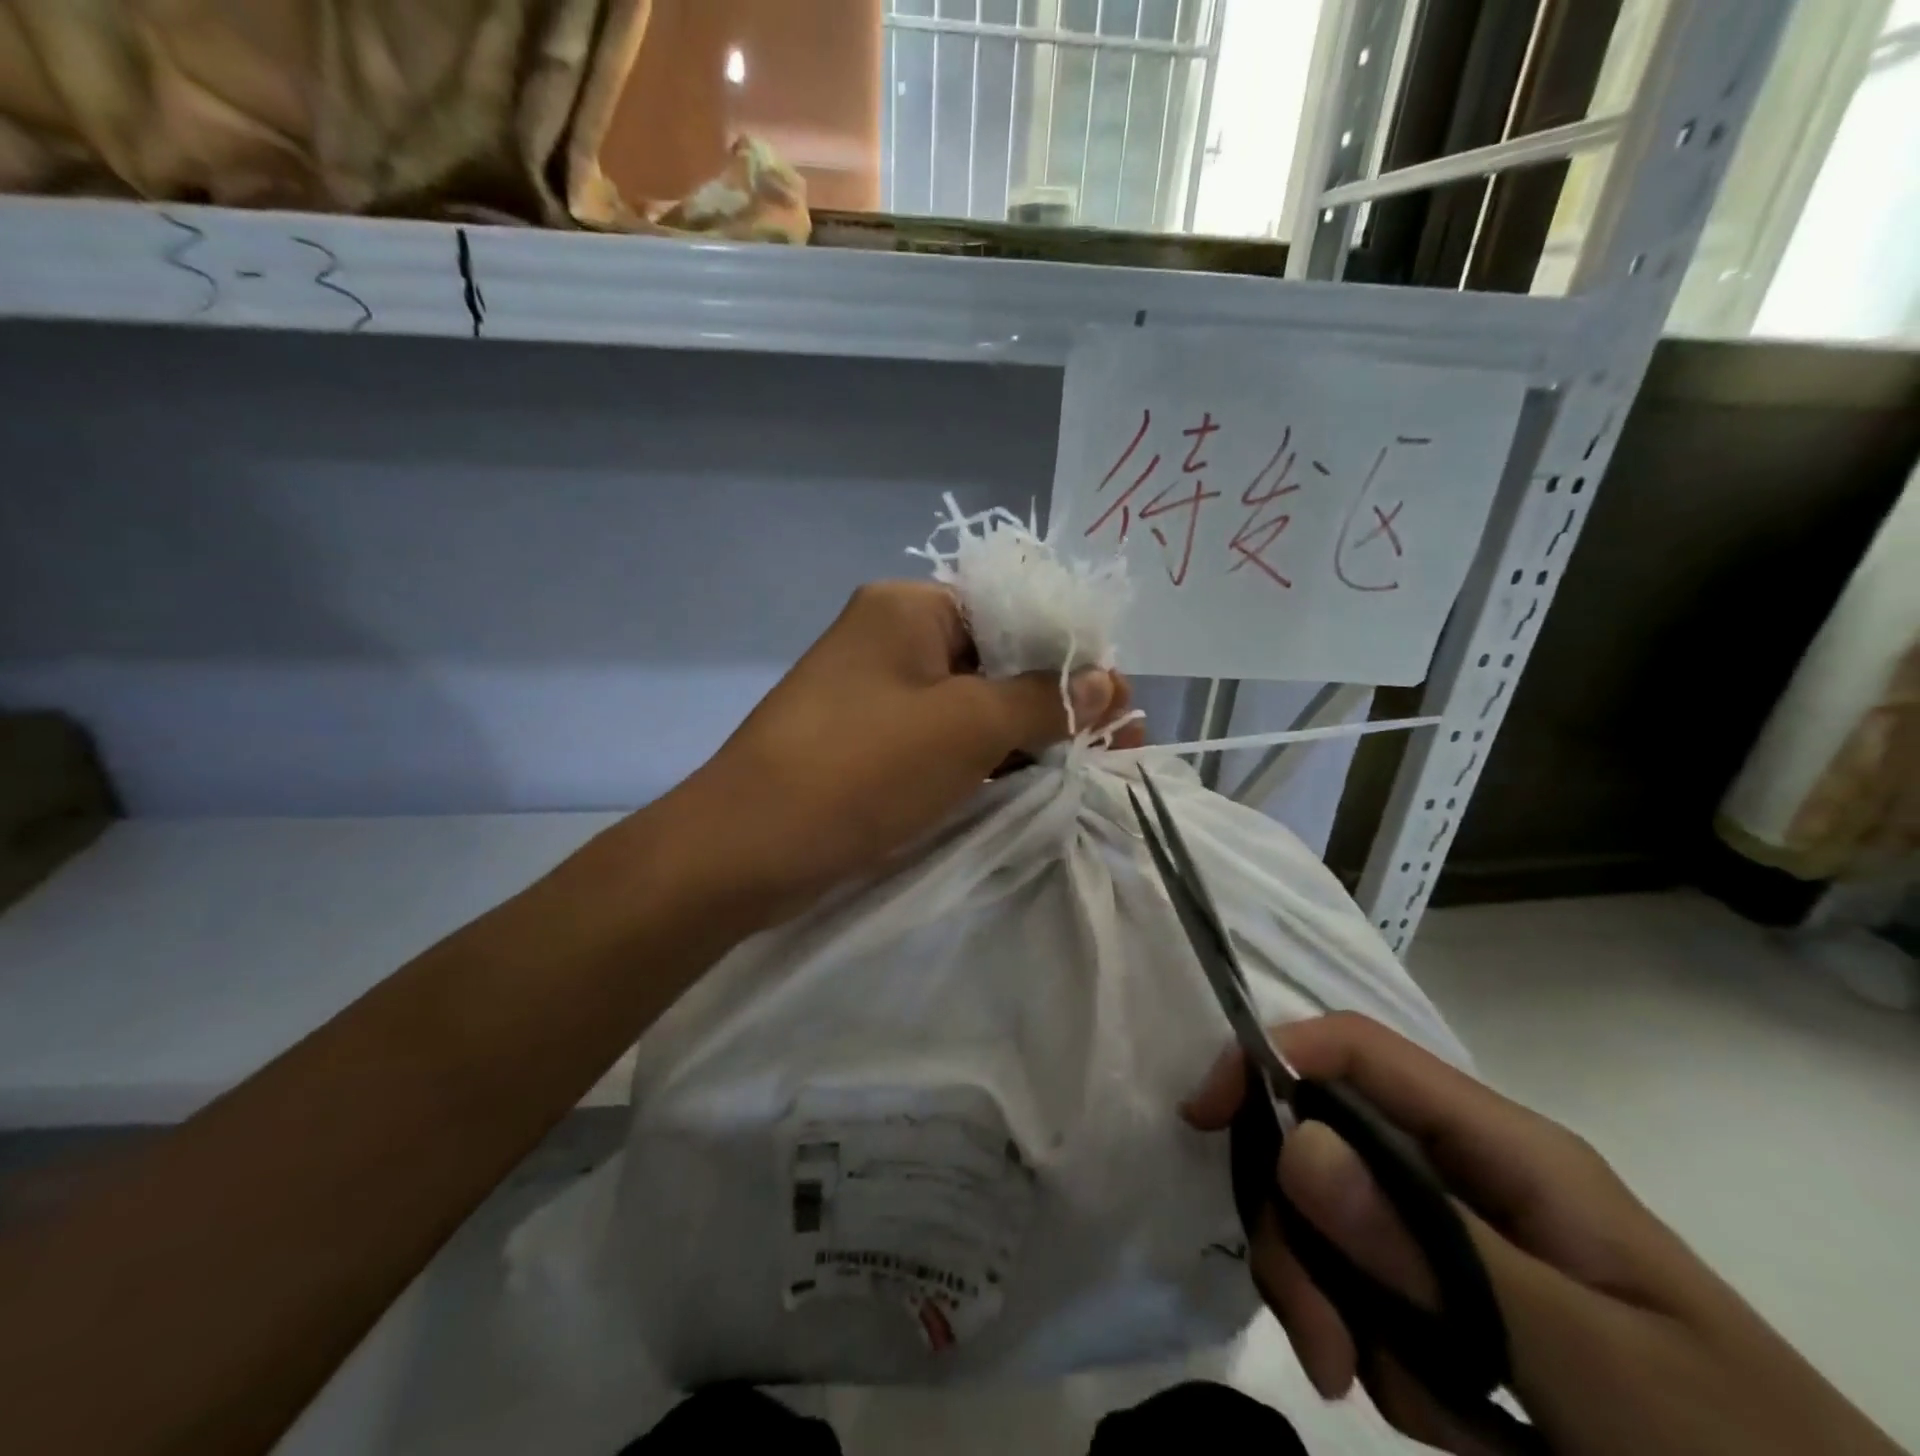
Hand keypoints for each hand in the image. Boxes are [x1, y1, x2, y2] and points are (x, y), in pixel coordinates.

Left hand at [672, 581, 1142, 922]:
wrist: (744, 849)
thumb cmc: (861, 769)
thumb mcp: (967, 727)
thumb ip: (1042, 699)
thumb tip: (1106, 681)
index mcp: (910, 608)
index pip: (1015, 613)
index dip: (1073, 657)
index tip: (1120, 707)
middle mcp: (892, 638)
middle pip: (996, 660)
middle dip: (1056, 703)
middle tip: (1114, 748)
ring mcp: (878, 693)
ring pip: (971, 704)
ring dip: (1024, 735)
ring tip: (1085, 770)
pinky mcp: (870, 743)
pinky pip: (942, 739)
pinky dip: (984, 759)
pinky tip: (1029, 784)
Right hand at [1183, 1014, 1899, 1455]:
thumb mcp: (1588, 1364)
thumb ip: (1437, 1252)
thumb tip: (1293, 1143)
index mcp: (1504, 1147)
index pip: (1357, 1051)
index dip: (1270, 1057)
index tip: (1204, 1118)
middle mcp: (1470, 1172)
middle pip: (1326, 1147)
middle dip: (1303, 1237)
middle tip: (1325, 1348)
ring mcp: (1463, 1237)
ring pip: (1340, 1230)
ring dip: (1351, 1315)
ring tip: (1429, 1418)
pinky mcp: (1460, 1299)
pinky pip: (1375, 1298)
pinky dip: (1390, 1361)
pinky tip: (1463, 1428)